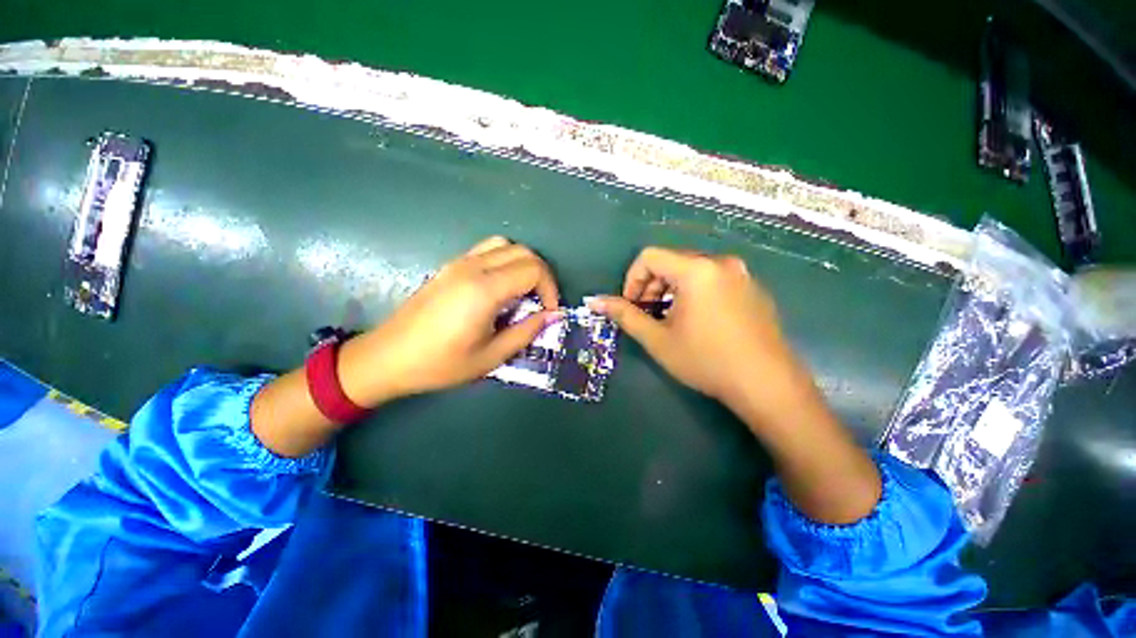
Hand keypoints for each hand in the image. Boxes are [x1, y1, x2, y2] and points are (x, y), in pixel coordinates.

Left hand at [339, 236, 560, 406]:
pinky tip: (501, 287)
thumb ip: (527, 331)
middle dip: (542, 275)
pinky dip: (505, 260)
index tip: (549, 312)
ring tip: (524, 291)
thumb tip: (553, 315)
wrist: (389, 358)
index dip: (550, 289)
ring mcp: (459, 263)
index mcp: (485, 290)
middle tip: (542, 302)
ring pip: (505, 245)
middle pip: (524, 252)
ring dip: (523, 264)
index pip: (533, 270)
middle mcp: (473, 267)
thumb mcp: (491, 356)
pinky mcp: (450, 266)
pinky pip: (487, 250)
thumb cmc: (441, 364)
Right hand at [589, 247, 881, 524]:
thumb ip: (625, 315)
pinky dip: (694, 293)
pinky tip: (697, 322)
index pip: (649, 257)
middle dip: (651, 286)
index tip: (631, 306)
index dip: (632, 279)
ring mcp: (741, 274)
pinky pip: (712, 280)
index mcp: (696, 269)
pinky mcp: (752, 288)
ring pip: (691, 271)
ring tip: (670, 320)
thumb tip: (596, 301)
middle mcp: (720, 262)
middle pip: (671, 261)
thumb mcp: (658, 339)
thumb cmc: (706, 360)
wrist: (767, 385)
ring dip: (671, 290)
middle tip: (647, 315)